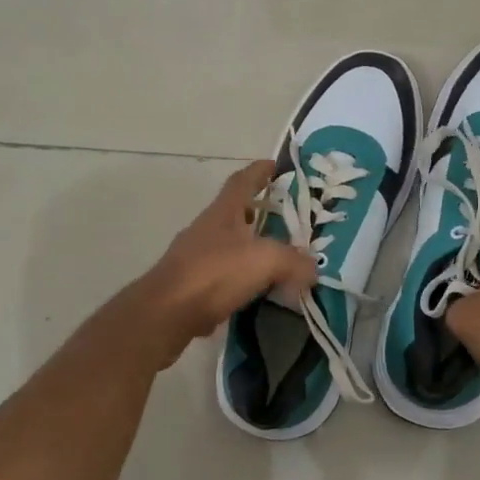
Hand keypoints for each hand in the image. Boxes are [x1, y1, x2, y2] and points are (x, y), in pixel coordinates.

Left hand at [137, 159, 316, 347]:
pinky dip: (238, 278)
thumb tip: (313, 269)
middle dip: (257, 212)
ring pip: (227, 244)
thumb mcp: (266, 261)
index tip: (275, 166)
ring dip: (249, 247)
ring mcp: (193, 256)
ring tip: (274, 258)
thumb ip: (294, 261)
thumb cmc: (215, 273)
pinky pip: (220, 275)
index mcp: (223, 212)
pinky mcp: (188, 285)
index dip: (259, 171)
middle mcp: (206, 228)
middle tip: (283, 219)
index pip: (242, 181)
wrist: (166, 313)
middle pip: (234, 212)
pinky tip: (254, 291)